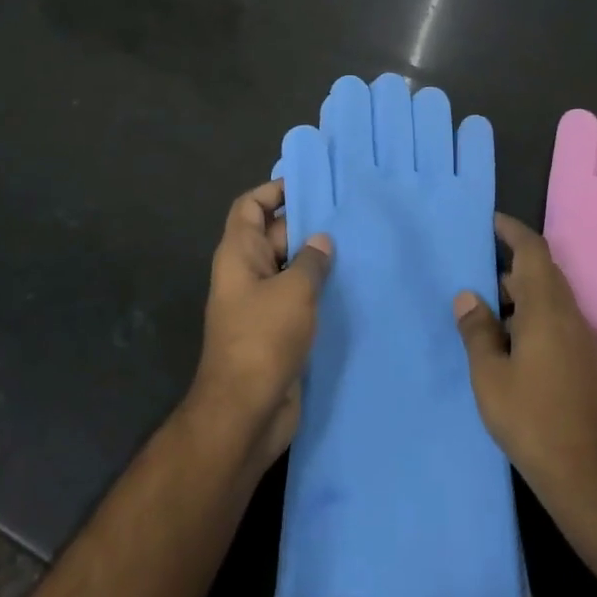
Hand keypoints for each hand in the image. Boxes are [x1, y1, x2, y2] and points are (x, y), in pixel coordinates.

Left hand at [185, 180, 332, 476]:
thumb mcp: (293, 292)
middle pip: (273, 235)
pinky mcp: (276, 331)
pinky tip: (351, 286)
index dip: (273, 191)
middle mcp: (246, 273)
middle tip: (348, 215)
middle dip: (306, 224)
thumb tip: (321, 241)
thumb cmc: (263, 339)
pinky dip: (318, 291)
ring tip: (357, 246)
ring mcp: (260, 304)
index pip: (250, 206)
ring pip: (289, 268)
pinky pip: (297, 298)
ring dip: (316, 260)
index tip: (309, 184)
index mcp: (238, 254)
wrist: (245, 412)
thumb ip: (311, 261)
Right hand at [454, 213, 596, 514]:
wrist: (589, 478)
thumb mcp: (490, 375)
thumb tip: (468, 295)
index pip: (533, 251)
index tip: (489, 221)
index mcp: (546, 309)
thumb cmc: (532, 420)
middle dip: (510, 262)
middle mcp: (568, 316)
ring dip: (519, 293)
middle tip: (474, 264)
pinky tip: (505, 341)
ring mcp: (580, 341)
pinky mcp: (582, 364)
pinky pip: (554, 322)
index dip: (512, 231)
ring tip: (482, 303)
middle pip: (542, 273)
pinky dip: (529, 317)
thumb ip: (477, 331)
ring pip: (548, 299)